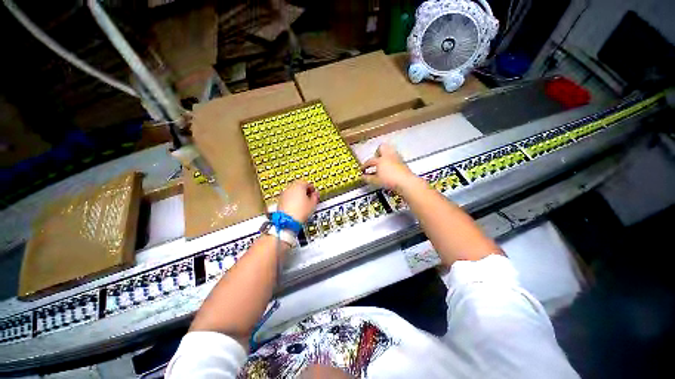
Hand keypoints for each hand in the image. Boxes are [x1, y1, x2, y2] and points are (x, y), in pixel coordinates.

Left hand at [278, 180, 319, 222]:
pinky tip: (295, 208)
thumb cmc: (299, 213)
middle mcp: (290, 187)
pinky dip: (291, 200)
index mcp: (299, 185)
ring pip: (292, 191)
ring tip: (302, 205)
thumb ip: (315, 197)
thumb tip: (316, 194)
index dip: (312, 189)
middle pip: (298, 186)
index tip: (314, 194)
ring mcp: (284, 193)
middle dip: (303, 191)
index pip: (307, 183)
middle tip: (308, 199)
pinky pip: (287, 197)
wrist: (287, 221)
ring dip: (297, 196)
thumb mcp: (312, 204)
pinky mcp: (280, 200)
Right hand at [362, 144, 416, 190]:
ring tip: (383, 162)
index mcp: (380, 160)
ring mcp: (396, 157)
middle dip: (378, 152)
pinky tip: (391, 167)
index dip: (365, 165)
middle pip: (382, 147)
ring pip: (390, 150)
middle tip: (376, 159)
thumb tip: (363, 177)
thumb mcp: (376, 181)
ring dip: (385, 154)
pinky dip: (392, 160)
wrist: (405, 182)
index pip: (370, 161)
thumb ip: (368, 178)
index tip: (363, 169)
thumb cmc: (391, 180)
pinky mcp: (403, 162)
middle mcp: (388, 156)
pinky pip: (395, 157)